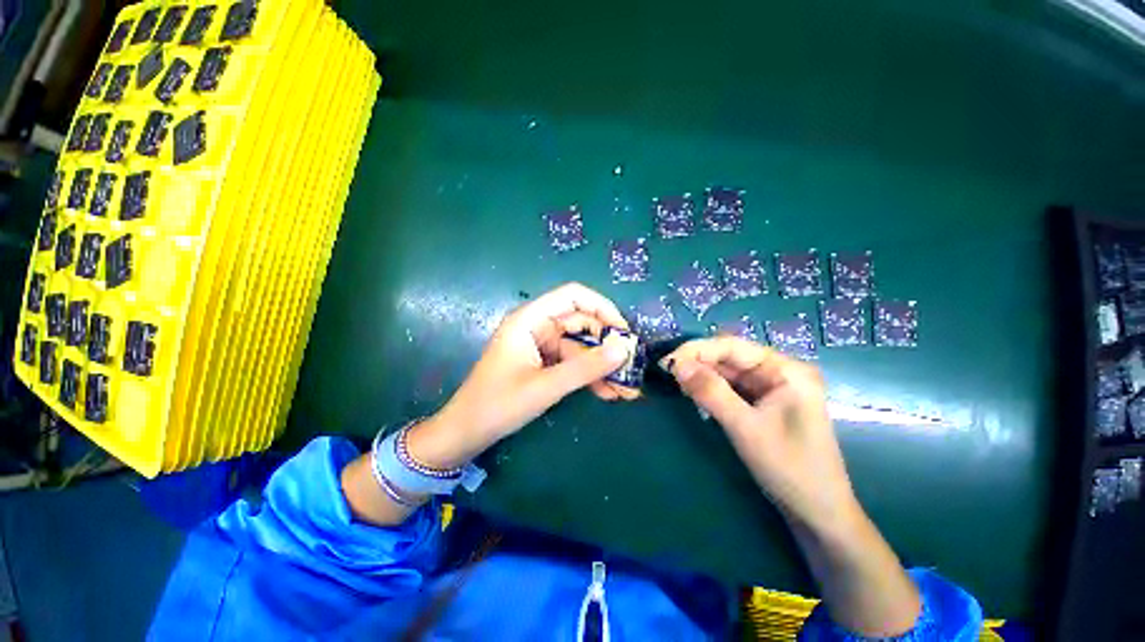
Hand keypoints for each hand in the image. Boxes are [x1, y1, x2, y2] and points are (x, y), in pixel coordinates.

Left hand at [407, 283, 637, 468]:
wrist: (466, 433)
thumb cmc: (498, 404)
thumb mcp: (546, 386)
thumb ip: (586, 367)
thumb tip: (624, 349)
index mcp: (530, 319)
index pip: (573, 296)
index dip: (602, 307)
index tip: (624, 330)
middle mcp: (538, 327)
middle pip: (582, 323)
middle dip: (607, 345)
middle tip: (631, 366)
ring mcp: (542, 346)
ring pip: (581, 347)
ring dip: (602, 366)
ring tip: (626, 389)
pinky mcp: (544, 363)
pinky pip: (573, 363)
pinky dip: (589, 376)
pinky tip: (608, 393)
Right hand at [662, 337, 857, 530]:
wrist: (819, 513)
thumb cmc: (790, 468)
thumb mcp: (745, 428)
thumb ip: (710, 392)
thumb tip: (676, 365)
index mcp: (786, 370)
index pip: (732, 347)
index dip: (697, 350)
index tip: (667, 362)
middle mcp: (780, 372)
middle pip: (730, 357)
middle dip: (698, 362)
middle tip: (667, 374)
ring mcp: (773, 388)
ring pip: (728, 372)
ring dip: (702, 376)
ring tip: (677, 383)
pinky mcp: (765, 403)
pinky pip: (732, 388)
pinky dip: (712, 389)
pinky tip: (695, 393)